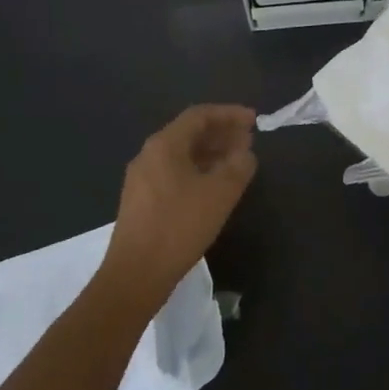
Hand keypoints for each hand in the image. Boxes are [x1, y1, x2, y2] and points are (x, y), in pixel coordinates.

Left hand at [105, 105, 256, 302]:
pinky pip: (175, 173)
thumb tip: (245, 153)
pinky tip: (215, 187)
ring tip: (237, 162)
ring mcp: (142, 179)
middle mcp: (149, 155)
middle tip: (249, 140)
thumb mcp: (219, 194)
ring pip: (182, 155)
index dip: (229, 114)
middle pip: (189, 133)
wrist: (135, 275)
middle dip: (221, 134)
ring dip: (211, 153)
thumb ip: (238, 166)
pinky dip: (199, 171)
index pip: (199, 115)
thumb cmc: (179, 227)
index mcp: (164, 145)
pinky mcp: (142, 201)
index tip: (254, 120)